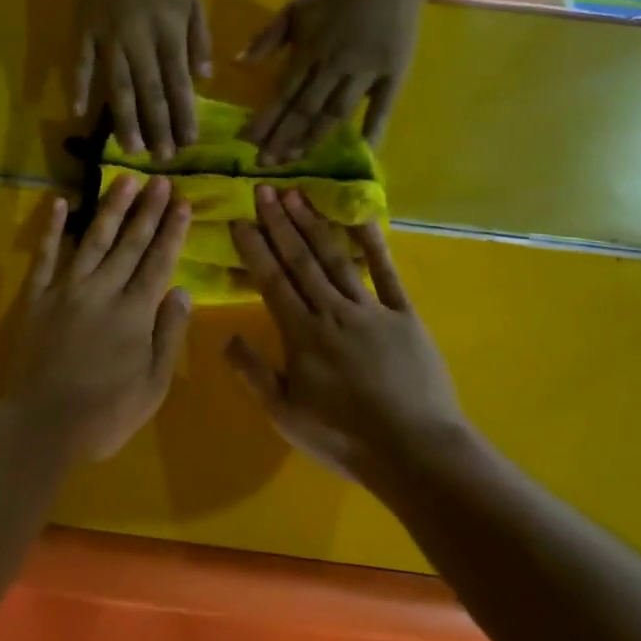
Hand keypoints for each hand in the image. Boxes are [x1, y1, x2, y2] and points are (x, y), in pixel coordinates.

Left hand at [1, 178, 193, 461]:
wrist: (38, 426)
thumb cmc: (103, 414)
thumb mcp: (152, 386)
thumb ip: (168, 335)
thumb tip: (183, 291)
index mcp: (134, 312)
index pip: (159, 261)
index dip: (172, 231)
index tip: (182, 202)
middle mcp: (103, 290)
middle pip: (130, 243)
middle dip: (148, 210)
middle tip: (161, 179)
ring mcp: (66, 289)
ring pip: (93, 239)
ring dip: (111, 208)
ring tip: (125, 180)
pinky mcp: (36, 297)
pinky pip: (45, 256)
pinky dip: (52, 229)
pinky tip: (59, 203)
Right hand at [73, 0, 211, 159]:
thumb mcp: (193, 3)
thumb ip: (200, 41)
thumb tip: (202, 80)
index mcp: (169, 33)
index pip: (178, 82)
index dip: (184, 114)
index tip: (188, 143)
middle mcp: (139, 40)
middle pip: (149, 90)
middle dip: (157, 127)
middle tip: (162, 158)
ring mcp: (108, 38)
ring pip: (117, 85)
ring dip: (124, 119)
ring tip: (130, 149)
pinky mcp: (84, 33)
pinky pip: (79, 64)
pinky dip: (78, 88)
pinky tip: (79, 115)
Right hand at [226, 188, 469, 482]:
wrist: (416, 452)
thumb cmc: (345, 437)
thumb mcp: (286, 415)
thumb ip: (254, 373)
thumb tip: (224, 337)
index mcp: (302, 333)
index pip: (272, 281)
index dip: (255, 248)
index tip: (240, 218)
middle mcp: (332, 310)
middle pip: (301, 260)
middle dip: (279, 223)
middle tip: (264, 189)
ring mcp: (370, 308)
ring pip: (335, 258)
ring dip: (313, 225)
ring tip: (296, 194)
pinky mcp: (404, 314)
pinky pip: (386, 273)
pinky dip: (372, 244)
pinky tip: (359, 217)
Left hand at [240, 0, 422, 164]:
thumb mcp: (294, 11)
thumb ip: (266, 39)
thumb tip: (236, 64)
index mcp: (308, 52)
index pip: (282, 93)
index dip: (265, 120)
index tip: (247, 143)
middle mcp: (334, 67)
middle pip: (305, 110)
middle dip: (283, 139)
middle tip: (266, 164)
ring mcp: (365, 73)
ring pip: (336, 113)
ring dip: (314, 138)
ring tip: (296, 160)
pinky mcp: (392, 75)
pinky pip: (382, 107)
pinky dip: (373, 130)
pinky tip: (362, 151)